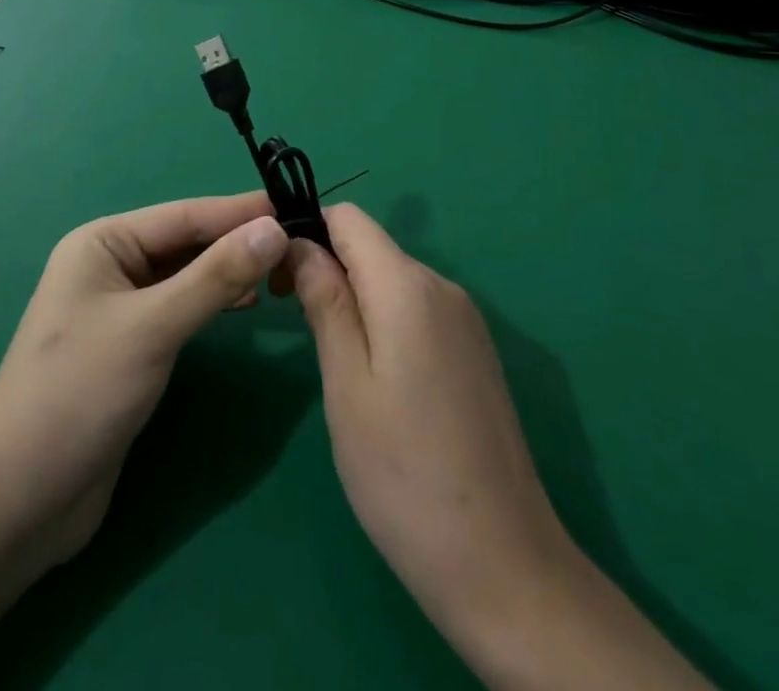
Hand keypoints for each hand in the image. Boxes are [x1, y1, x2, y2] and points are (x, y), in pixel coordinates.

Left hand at [0, 192, 288, 572]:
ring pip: (188, 275)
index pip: (186, 215)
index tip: (296, 206)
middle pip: (188, 242)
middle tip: (299, 244)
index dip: (241, 211)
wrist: (18, 501)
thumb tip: (274, 228)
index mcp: (103, 242)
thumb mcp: (153, 327)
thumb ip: (216, 276)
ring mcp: (121, 307)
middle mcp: (111, 265)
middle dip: (239, 242)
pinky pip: (183, 308)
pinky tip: (248, 305)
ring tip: (282, 273)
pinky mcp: (132, 347)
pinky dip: (215, 303)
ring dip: (230, 272)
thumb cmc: (79, 394)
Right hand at [291, 206, 710, 690]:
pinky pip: (418, 309)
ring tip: (331, 357)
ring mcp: (465, 319)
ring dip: (354, 296)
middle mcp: (443, 286)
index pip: (349, 218)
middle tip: (292, 320)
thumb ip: (325, 302)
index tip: (276, 275)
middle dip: (326, 266)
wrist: (502, 561)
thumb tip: (300, 242)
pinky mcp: (475, 350)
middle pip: (371, 246)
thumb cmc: (404, 473)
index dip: (307, 230)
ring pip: (393, 278)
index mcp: (408, 285)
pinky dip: (385, 320)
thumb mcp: (347, 384)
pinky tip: (376, 377)